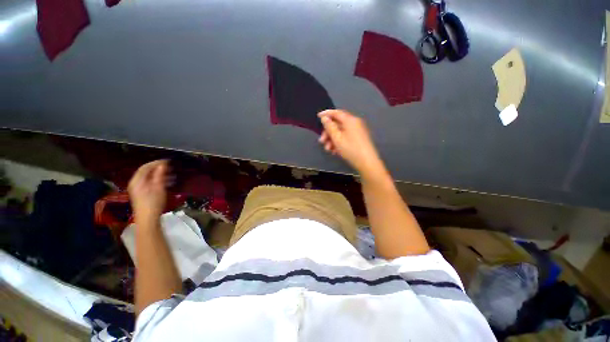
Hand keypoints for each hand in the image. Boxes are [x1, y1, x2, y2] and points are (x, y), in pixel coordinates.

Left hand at [128, 160, 168, 224]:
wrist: (148, 219)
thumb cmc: (153, 202)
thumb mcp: (158, 187)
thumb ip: (159, 175)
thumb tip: (162, 164)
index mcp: (137, 180)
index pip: (145, 167)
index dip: (156, 163)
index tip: (167, 161)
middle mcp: (136, 183)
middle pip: (146, 172)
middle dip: (158, 169)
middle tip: (171, 168)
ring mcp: (138, 189)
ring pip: (149, 178)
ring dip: (160, 175)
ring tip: (172, 175)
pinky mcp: (142, 194)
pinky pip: (150, 183)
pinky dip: (158, 181)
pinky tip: (167, 182)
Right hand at [318, 110, 383, 176]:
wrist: (367, 162)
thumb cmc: (350, 149)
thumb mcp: (337, 138)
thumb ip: (329, 127)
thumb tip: (325, 118)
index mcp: (350, 120)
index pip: (336, 113)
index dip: (326, 114)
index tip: (318, 116)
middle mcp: (354, 123)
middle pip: (338, 124)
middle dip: (328, 133)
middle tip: (321, 141)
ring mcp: (357, 131)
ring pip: (341, 132)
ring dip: (332, 140)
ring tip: (328, 149)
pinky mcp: (358, 139)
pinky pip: (346, 137)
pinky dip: (339, 142)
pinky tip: (335, 151)